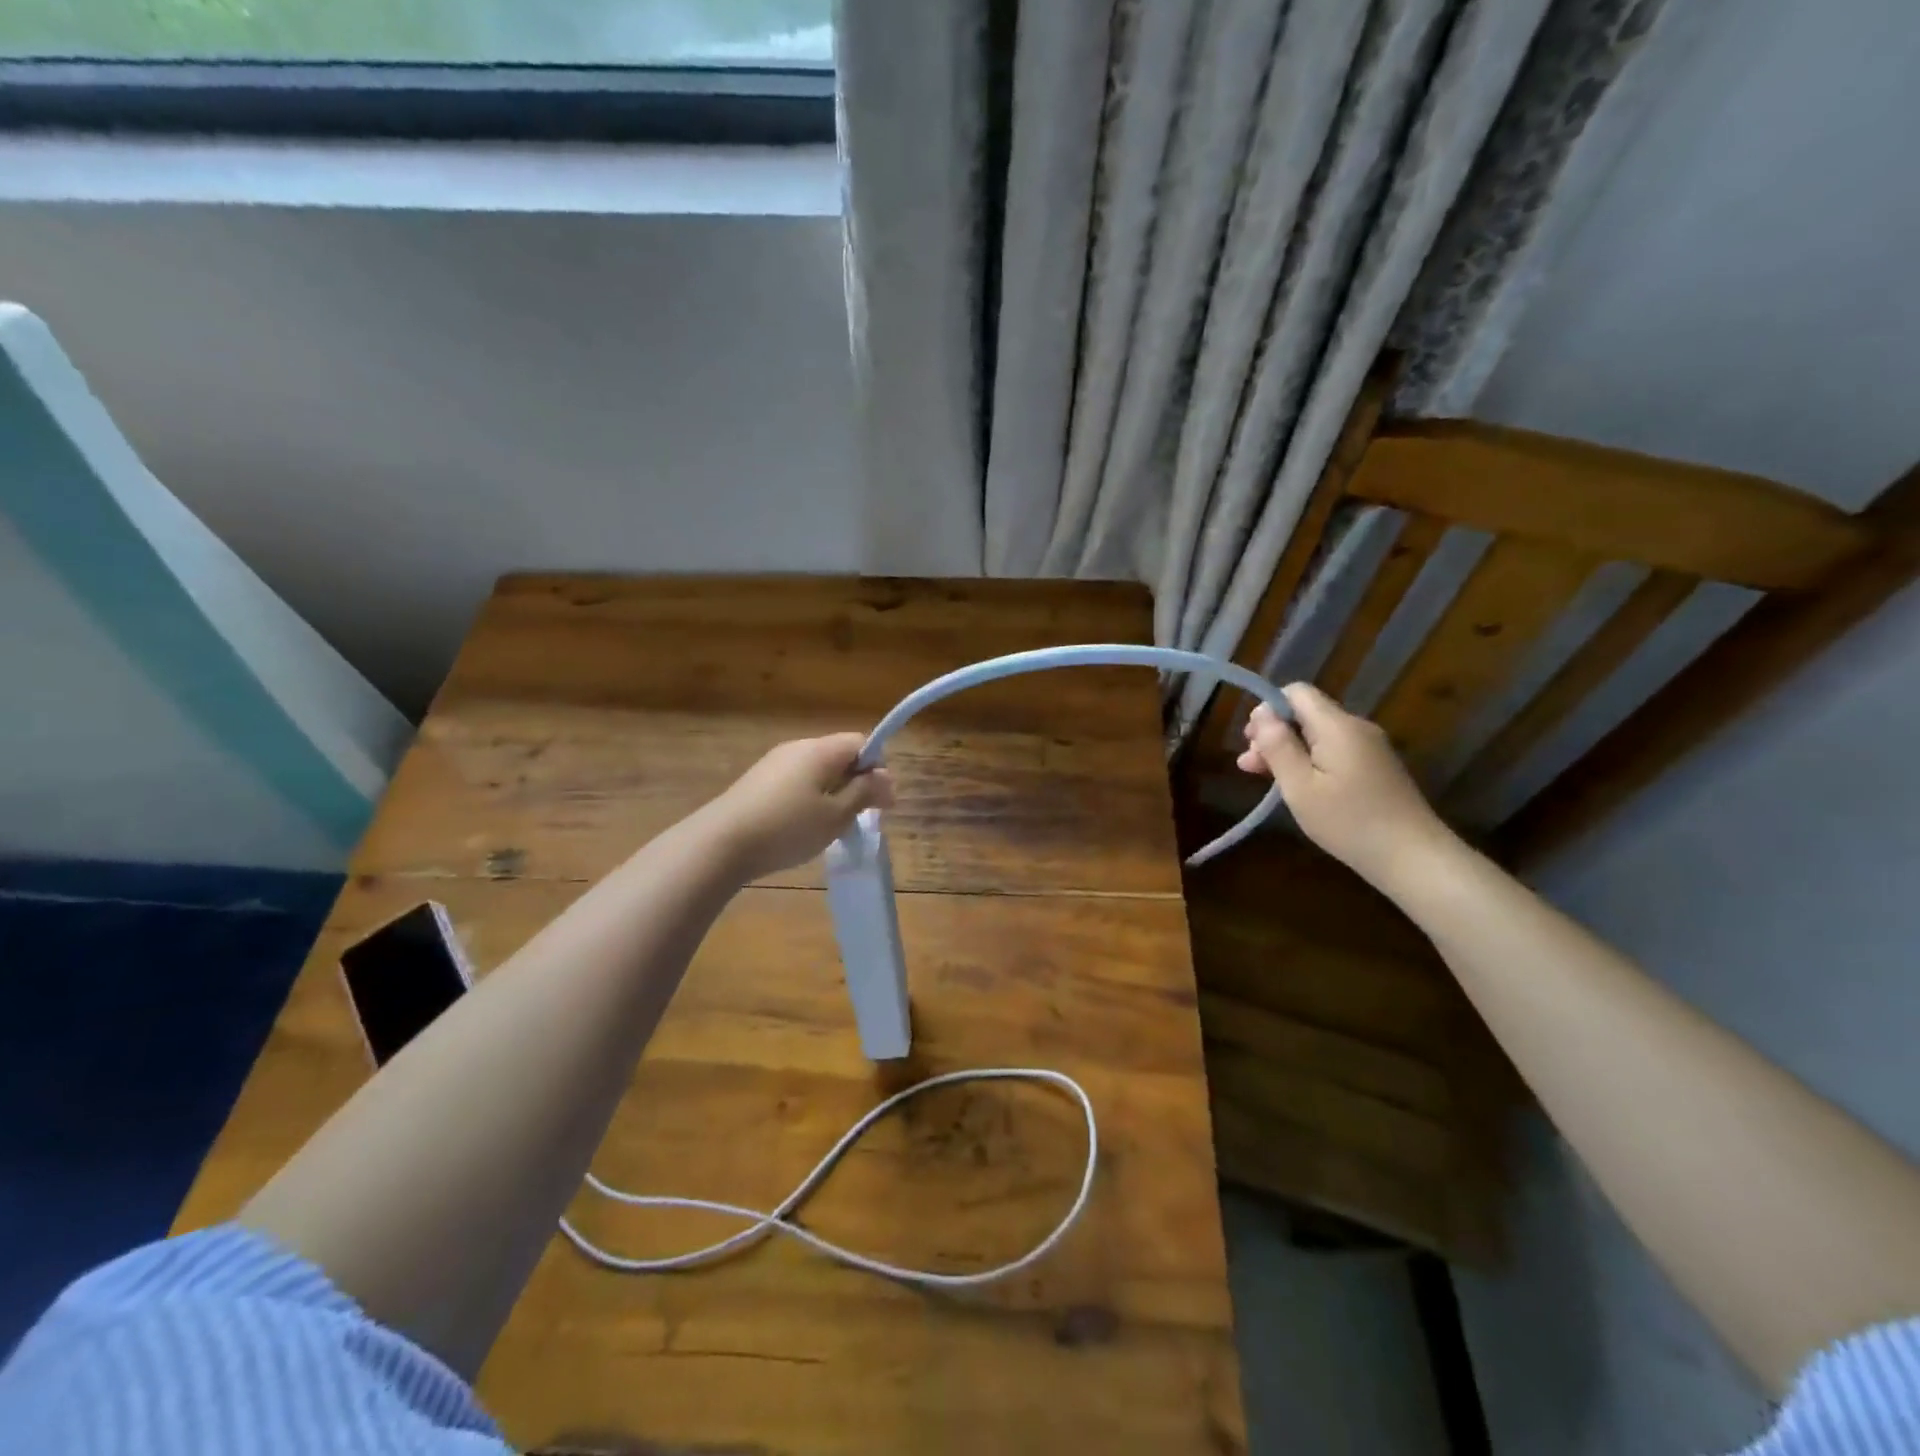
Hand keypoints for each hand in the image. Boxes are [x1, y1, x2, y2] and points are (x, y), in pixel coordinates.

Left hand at [703, 734, 894, 882]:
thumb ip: (864, 793)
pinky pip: (797, 781)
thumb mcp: (836, 816)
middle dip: (856, 782)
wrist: (721, 843)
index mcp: (821, 750)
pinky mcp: (757, 781)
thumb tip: (887, 778)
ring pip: (817, 770)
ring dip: (833, 792)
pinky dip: (809, 798)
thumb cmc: (788, 828)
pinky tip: (801, 826)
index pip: (861, 742)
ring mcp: (774, 762)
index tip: (879, 801)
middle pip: (839, 755)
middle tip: (860, 818)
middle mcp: (798, 747)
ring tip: (831, 827)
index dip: (877, 768)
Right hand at [1237, 684, 1454, 887]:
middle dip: (1274, 733)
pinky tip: (1298, 786)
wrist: (1413, 857)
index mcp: (1337, 726)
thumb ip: (1278, 746)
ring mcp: (1370, 747)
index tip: (1251, 741)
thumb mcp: (1300, 786)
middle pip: (1306, 714)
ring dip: (1289, 750)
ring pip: (1318, 734)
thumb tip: (1261, 713)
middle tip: (1249, 766)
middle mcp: (1356, 728)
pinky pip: (1334, 750)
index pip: (1296, 692)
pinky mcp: (1375, 767)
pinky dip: (1310, 761)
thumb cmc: (1348, 822)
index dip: (1268, 709)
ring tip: (1264, 778)